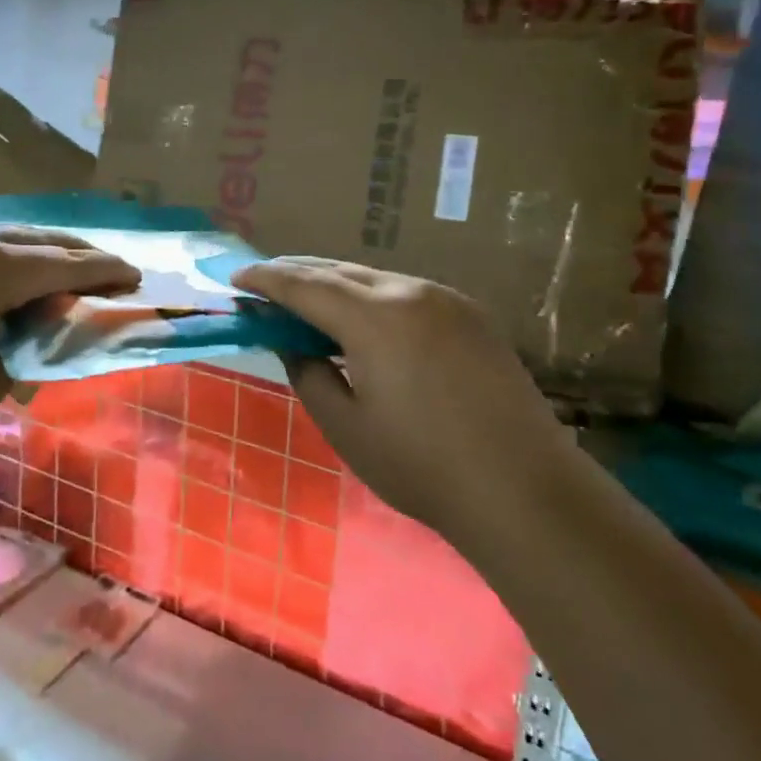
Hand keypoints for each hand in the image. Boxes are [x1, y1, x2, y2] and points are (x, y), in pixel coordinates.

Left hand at [0, 222, 137, 467]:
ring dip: (33, 251)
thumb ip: (34, 334)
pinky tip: (2, 273)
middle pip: (33, 238)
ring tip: (60, 270)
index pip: (63, 263)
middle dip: (74, 254)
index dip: (105, 271)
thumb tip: (56, 309)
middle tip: (108, 270)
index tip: (135, 277)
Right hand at [233, 258, 570, 538]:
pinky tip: (363, 317)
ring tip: (307, 297)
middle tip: (263, 281)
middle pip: (339, 270)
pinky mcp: (472, 316)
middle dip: (297, 272)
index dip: (266, 280)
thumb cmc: (422, 466)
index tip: (236, 280)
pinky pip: (407, 292)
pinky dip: (372, 296)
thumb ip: (309, 375)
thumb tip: (293, 344)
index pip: (305, 285)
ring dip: (335, 282)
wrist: (524, 490)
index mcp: (375, 318)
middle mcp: (411, 292)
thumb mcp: (346, 427)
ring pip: (376, 277)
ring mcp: (448, 300)